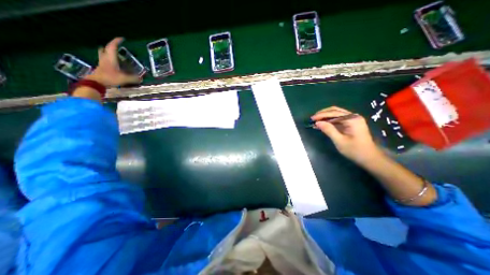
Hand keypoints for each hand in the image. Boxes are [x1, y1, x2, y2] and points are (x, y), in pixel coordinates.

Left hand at [83, 37, 140, 85]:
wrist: (96, 82)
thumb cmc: (110, 78)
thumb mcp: (124, 79)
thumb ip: (133, 78)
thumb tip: (141, 79)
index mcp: (111, 58)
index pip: (113, 46)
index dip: (117, 41)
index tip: (122, 38)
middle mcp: (105, 58)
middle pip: (106, 48)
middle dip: (111, 45)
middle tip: (116, 46)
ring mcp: (102, 62)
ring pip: (103, 53)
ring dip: (107, 51)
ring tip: (112, 52)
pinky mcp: (101, 67)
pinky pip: (104, 59)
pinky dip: (107, 58)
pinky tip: (111, 62)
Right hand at [310, 106, 381, 163]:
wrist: (369, 158)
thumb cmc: (355, 150)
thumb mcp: (339, 141)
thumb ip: (328, 130)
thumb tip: (317, 123)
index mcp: (352, 119)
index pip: (334, 113)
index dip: (321, 115)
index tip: (312, 119)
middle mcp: (353, 116)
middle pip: (335, 111)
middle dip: (323, 114)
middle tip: (312, 119)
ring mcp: (352, 119)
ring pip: (336, 114)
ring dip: (325, 117)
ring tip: (315, 121)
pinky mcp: (351, 124)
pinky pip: (338, 119)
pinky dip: (329, 121)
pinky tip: (322, 124)